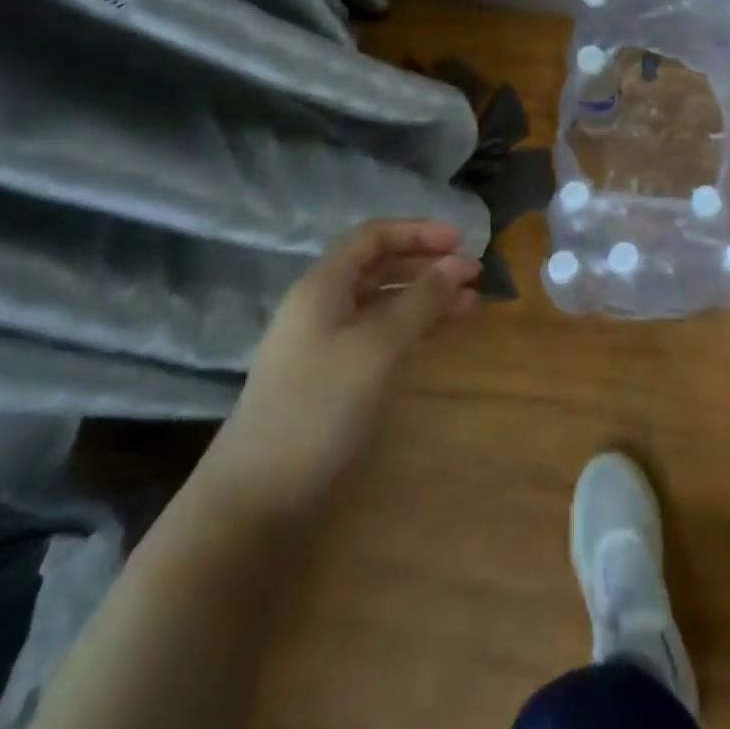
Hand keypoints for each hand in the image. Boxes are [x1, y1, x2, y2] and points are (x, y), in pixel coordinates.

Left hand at [196, 220, 480, 522]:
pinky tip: (439, 334)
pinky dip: (412, 328)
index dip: (418, 232)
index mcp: (323, 285)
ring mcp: (325, 342)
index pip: (373, 236)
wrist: (256, 496)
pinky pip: (379, 334)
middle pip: (380, 267)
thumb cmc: (319, 406)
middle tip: (473, 275)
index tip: (461, 242)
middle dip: (427, 265)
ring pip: (383, 303)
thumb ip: (422, 300)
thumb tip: (460, 263)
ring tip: (470, 305)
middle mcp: (323, 304)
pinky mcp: (332, 375)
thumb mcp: (379, 347)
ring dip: (425, 298)